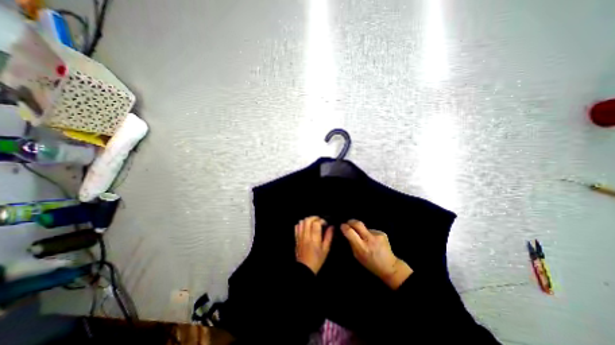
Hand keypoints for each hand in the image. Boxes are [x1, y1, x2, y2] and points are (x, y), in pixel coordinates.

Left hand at [296, 216, 334, 274]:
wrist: (305, 268)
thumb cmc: (317, 260)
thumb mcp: (326, 249)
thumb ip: (329, 237)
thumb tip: (332, 227)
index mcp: (314, 239)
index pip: (316, 224)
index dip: (321, 220)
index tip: (325, 223)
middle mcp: (306, 236)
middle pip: (308, 220)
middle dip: (315, 217)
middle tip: (320, 221)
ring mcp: (300, 236)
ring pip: (302, 222)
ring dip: (308, 220)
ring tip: (313, 222)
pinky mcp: (296, 238)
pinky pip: (297, 226)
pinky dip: (302, 223)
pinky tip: (306, 226)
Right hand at [341, 220, 411, 289]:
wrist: (390, 266)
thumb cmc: (370, 263)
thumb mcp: (357, 256)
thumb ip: (351, 243)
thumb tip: (345, 232)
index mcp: (362, 247)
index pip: (350, 232)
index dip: (344, 227)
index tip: (342, 226)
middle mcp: (370, 239)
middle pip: (358, 223)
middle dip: (351, 222)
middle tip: (348, 223)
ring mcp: (377, 235)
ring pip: (364, 227)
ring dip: (361, 230)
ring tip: (363, 237)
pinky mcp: (382, 233)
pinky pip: (371, 230)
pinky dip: (369, 233)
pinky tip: (372, 240)